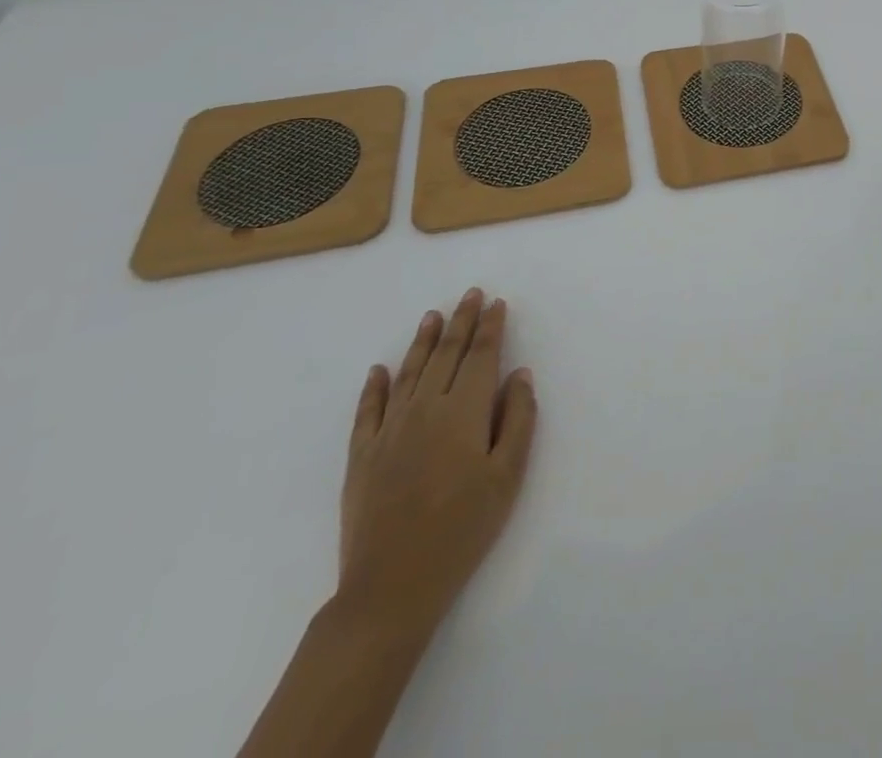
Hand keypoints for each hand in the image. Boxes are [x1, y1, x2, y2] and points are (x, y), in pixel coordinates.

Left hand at [339, 288, 537, 639]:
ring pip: (408, 373)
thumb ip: (518, 419)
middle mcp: (425, 409)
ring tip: (433, 316)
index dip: (491, 327)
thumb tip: (519, 374)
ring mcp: (388, 431)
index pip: (481, 356)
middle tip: (470, 294)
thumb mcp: (507, 477)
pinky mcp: (361, 456)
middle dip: (461, 321)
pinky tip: (378, 370)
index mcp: (463, 411)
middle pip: (446, 354)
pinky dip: (374, 386)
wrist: (391, 588)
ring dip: (423, 341)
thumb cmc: (462, 530)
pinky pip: (368, 410)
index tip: (497, 303)